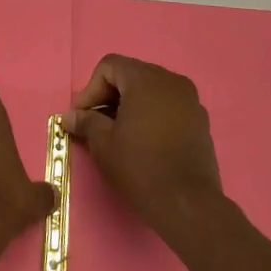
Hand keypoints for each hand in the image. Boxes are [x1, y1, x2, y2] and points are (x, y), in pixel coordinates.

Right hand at [64, 54, 228, 242]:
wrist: (187, 204)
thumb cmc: (140, 167)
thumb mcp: (103, 144)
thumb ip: (85, 122)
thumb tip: (70, 116)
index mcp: (146, 79)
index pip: (109, 66)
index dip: (90, 89)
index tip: (81, 116)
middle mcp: (172, 81)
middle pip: (131, 75)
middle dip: (109, 96)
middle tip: (94, 123)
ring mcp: (190, 101)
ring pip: (151, 91)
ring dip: (130, 105)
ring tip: (117, 133)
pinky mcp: (200, 121)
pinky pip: (168, 106)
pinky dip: (151, 115)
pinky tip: (142, 140)